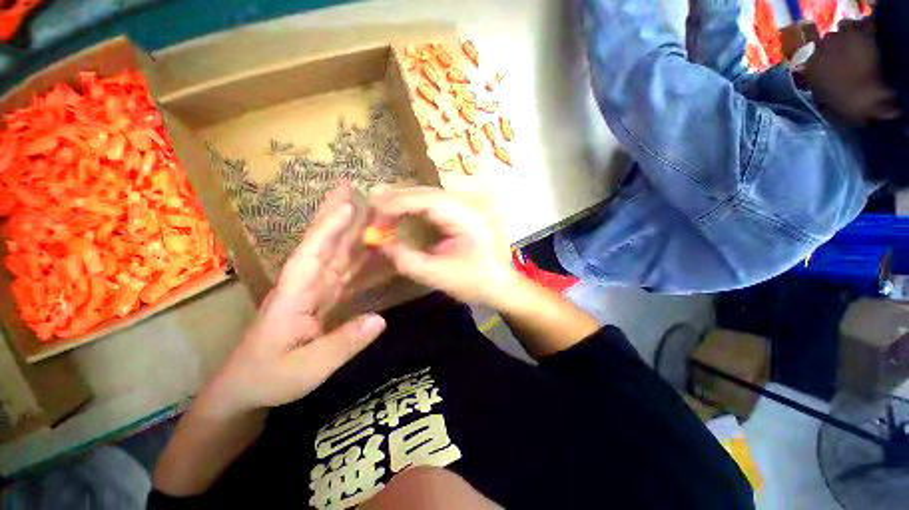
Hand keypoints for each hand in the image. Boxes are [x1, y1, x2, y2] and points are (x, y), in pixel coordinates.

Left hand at [205, 183, 386, 415]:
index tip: (350, 205)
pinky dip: (360, 257)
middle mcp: (306, 284)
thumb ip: (344, 344)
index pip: (313, 253)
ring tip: (369, 211)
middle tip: (352, 188)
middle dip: (337, 215)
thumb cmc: (270, 377)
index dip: (330, 228)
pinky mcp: (324, 297)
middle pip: (325, 243)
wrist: (248, 387)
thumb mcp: (308, 368)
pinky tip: (373, 248)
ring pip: (337, 253)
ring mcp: (316, 289)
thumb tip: (381, 319)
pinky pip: (346, 271)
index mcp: (295, 294)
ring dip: (352, 231)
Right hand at [371, 187, 514, 306]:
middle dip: (398, 198)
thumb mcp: (439, 275)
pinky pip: (438, 202)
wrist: (502, 284)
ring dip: (406, 199)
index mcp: (469, 217)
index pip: (427, 200)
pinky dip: (418, 205)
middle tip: (371, 206)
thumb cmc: (475, 282)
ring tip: (382, 206)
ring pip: (431, 194)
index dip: (397, 202)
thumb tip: (380, 244)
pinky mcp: (468, 209)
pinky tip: (404, 210)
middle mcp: (471, 203)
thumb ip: (407, 260)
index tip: (373, 211)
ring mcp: (472, 204)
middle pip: (428, 192)